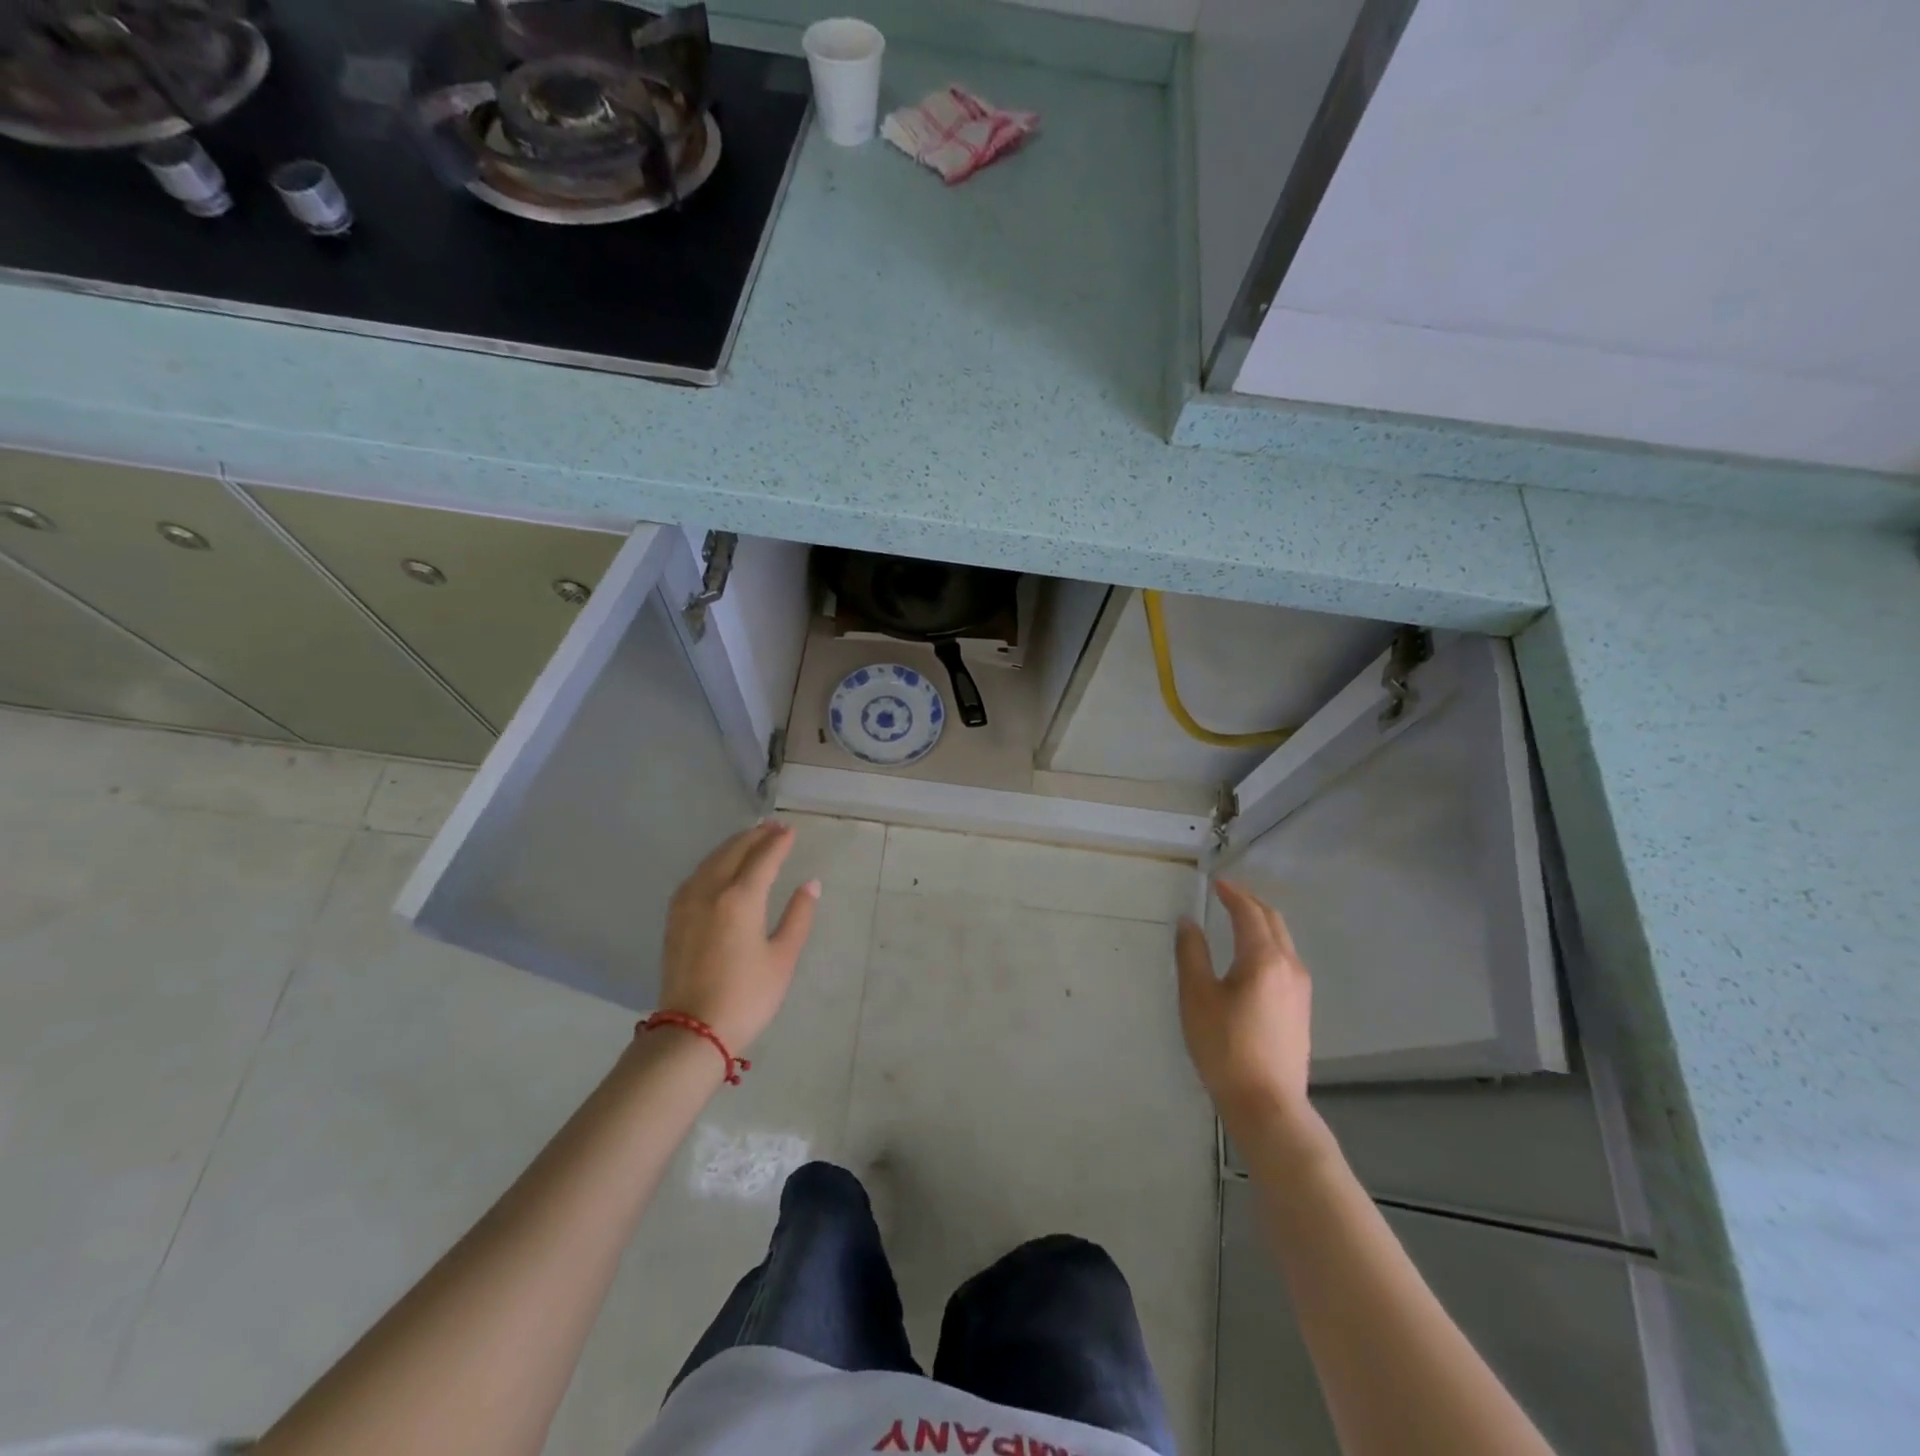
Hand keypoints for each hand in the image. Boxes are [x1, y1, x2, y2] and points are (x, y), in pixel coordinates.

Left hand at [658, 822, 819, 1051]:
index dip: (779, 842)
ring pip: (711, 860)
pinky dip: (713, 861)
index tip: (791, 830)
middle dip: (755, 836)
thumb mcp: (783, 958)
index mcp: (741, 899)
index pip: (763, 858)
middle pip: (734, 851)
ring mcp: (687, 903)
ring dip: (733, 845)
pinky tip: (720, 865)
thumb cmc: (747, 997)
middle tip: (773, 827)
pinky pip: (696, 875)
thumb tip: (810, 884)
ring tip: (750, 838)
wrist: (692, 1031)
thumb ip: (798, 916)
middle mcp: (710, 891)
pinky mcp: (675, 917)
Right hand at [1176, 879, 1314, 1130]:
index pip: (1249, 913)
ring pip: (1283, 941)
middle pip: (1273, 922)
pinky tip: (1251, 956)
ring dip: (1261, 923)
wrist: (1267, 1105)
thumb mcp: (1197, 997)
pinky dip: (1268, 943)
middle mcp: (1289, 966)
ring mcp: (1300, 989)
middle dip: (1250, 903)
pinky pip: (1285, 959)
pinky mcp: (1301, 1009)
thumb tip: (1188, 921)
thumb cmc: (1225, 1047)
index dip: (1232, 894)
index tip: (1216, 883)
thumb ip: (1192, 954)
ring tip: (1237, 919)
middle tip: (1226, 895)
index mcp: (1264, 958)